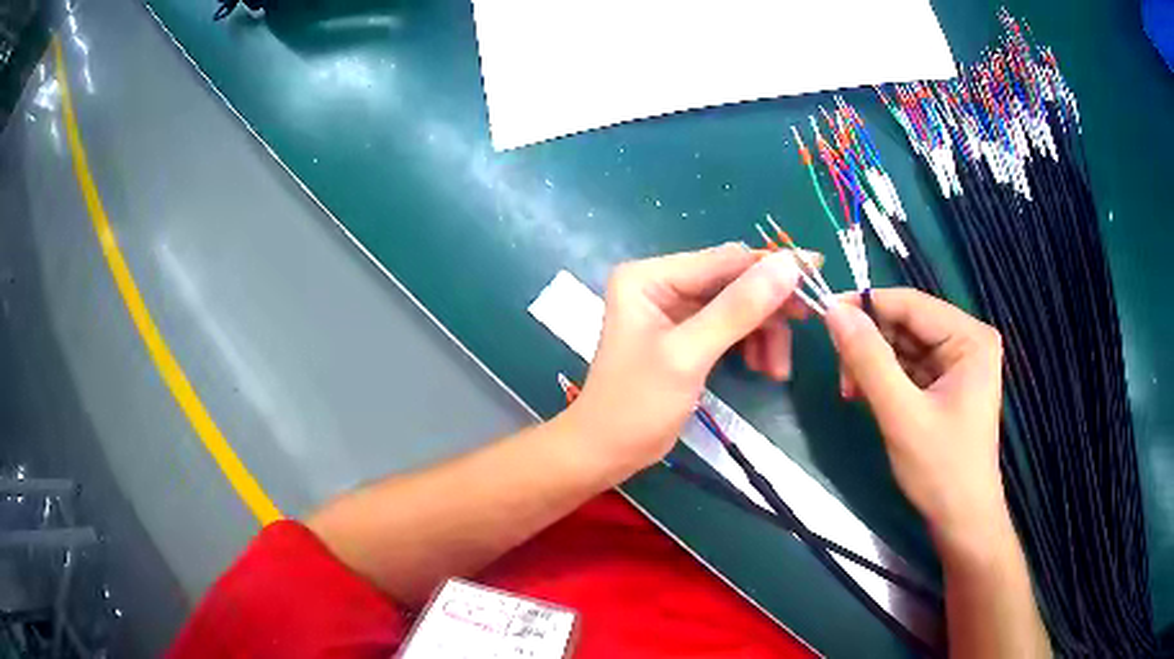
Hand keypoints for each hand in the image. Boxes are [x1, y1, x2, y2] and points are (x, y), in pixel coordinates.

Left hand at [564, 244, 806, 479]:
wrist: (606, 452)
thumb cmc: (637, 404)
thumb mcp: (689, 355)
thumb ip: (739, 309)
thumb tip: (789, 265)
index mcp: (650, 276)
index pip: (724, 260)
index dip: (773, 266)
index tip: (817, 271)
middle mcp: (662, 282)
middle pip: (734, 281)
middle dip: (769, 308)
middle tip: (807, 324)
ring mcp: (675, 308)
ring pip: (738, 306)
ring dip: (764, 333)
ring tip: (776, 370)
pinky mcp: (686, 333)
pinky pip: (731, 327)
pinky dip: (751, 344)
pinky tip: (762, 369)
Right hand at [824, 289, 1006, 539]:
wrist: (961, 521)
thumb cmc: (940, 469)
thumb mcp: (901, 414)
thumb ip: (869, 361)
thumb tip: (834, 312)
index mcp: (970, 338)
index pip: (911, 304)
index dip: (866, 306)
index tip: (824, 315)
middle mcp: (967, 341)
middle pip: (907, 323)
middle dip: (870, 344)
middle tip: (841, 375)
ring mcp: (958, 363)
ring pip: (903, 345)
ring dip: (873, 364)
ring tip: (851, 392)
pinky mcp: (947, 384)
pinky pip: (908, 367)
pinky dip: (884, 378)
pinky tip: (866, 397)